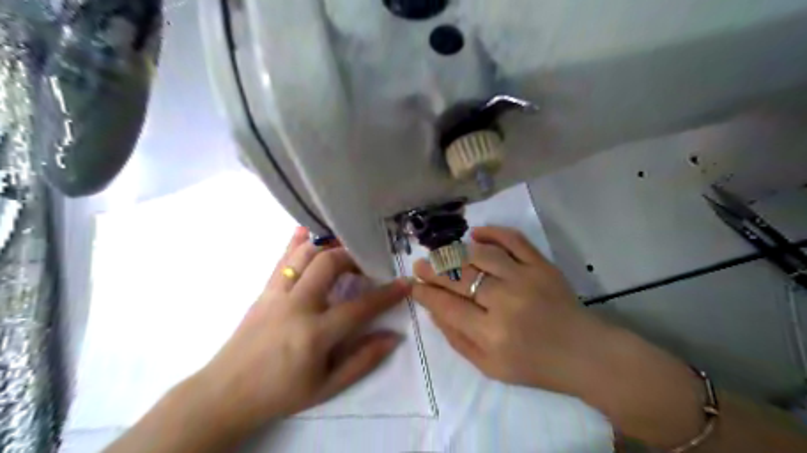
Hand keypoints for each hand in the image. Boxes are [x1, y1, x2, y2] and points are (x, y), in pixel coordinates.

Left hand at [193, 228, 410, 432]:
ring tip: (345, 250)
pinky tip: (307, 229)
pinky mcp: (264, 290)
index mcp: (314, 334)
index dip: (386, 294)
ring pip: (305, 254)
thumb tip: (394, 337)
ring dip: (329, 246)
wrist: (225, 393)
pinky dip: (296, 240)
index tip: (404, 284)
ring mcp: (276, 294)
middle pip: (329, 264)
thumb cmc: (281, 392)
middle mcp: (296, 306)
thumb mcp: (327, 386)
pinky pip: (282, 258)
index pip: (359, 307)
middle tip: (367, 265)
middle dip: (354, 257)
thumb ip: (363, 360)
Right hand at [412, 227, 608, 395]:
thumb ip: (457, 339)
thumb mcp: (490, 367)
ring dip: (456, 252)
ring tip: (442, 254)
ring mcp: (526, 278)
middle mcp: (506, 302)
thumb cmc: (534, 366)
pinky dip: (492, 232)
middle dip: (434, 270)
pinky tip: (475, 234)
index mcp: (492, 334)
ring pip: (481, 255)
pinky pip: (514, 240)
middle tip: (419, 265)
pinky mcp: (542, 265)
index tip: (413, 286)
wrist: (584, 354)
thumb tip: (434, 309)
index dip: (425, 293)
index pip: (447, 305)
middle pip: (460, 278)